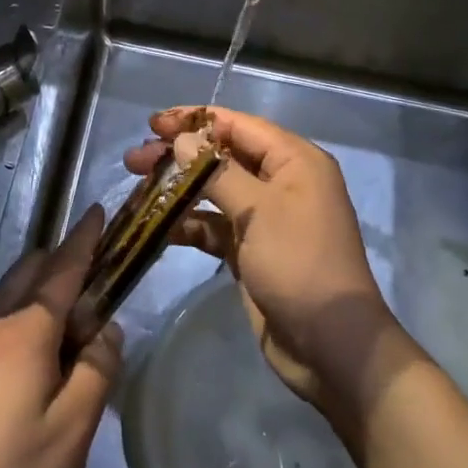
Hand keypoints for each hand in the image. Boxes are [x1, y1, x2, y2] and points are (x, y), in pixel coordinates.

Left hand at [0, 205, 122, 467]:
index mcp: (24, 331)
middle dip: (64, 263)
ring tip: (75, 319)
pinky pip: (0, 317)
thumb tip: (106, 329)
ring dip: (44, 289)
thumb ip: (98, 367)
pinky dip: (26, 312)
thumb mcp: (75, 426)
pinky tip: (42, 351)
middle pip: (31, 271)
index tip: (98, 211)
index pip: (62, 270)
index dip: (84, 240)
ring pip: (13, 293)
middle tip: (98, 280)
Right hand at [123, 107, 400, 416]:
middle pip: (223, 155)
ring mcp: (266, 217)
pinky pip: (215, 225)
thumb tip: (183, 140)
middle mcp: (281, 181)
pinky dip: (189, 223)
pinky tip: (157, 226)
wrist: (331, 347)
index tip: (153, 122)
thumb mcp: (259, 211)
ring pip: (215, 190)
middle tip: (135, 159)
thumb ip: (216, 172)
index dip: (194, 121)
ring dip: (178, 187)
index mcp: (294, 160)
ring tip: (137, 185)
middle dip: (180, 154)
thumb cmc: (299, 264)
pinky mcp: (252, 250)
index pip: (237, 125)